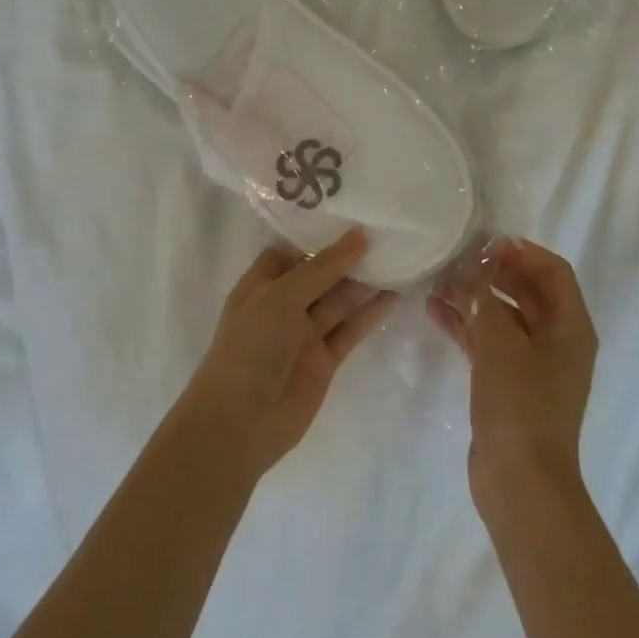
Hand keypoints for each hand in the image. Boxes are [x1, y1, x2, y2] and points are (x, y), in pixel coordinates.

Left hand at [184, 229, 396, 481]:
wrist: (241, 422)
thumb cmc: (250, 347)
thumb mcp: (281, 297)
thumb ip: (322, 268)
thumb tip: (359, 237)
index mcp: (260, 285)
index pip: (289, 251)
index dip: (315, 236)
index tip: (350, 215)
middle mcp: (282, 306)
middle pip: (319, 275)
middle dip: (346, 257)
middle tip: (385, 232)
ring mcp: (304, 334)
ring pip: (338, 301)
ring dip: (364, 283)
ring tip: (397, 259)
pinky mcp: (325, 360)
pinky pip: (350, 330)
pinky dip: (370, 315)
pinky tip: (393, 296)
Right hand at [428, 239, 598, 515]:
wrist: (520, 482)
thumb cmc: (520, 405)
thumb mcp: (500, 343)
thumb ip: (483, 298)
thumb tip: (470, 264)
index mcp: (570, 326)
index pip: (553, 271)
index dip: (520, 251)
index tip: (482, 242)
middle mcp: (557, 340)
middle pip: (527, 291)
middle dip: (491, 272)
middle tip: (454, 258)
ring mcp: (532, 364)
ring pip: (503, 316)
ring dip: (474, 297)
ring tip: (437, 281)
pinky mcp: (508, 383)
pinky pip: (488, 342)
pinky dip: (466, 326)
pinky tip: (434, 311)